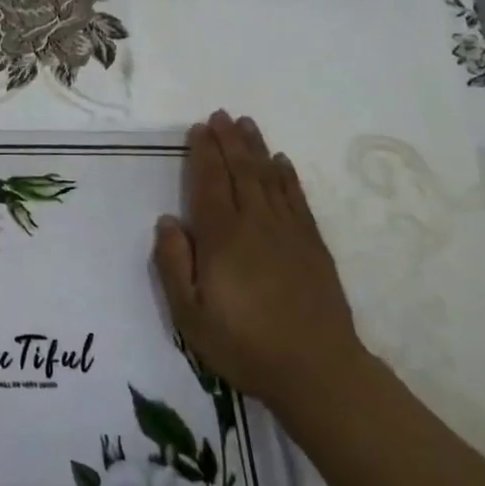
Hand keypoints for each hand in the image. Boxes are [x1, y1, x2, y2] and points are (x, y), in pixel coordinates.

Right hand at [152, 111, 366, 415]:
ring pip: (269, 177)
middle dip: (228, 140)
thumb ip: (173, 264)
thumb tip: (167, 220)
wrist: (317, 370)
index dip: (203, 152)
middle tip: (220, 114)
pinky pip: (297, 198)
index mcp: (222, 237)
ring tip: (246, 123)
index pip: (209, 182)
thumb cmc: (243, 344)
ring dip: (256, 148)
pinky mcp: (312, 245)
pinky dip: (287, 176)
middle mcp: (255, 223)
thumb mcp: (190, 315)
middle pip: (240, 171)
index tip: (198, 128)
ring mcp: (288, 232)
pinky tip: (282, 162)